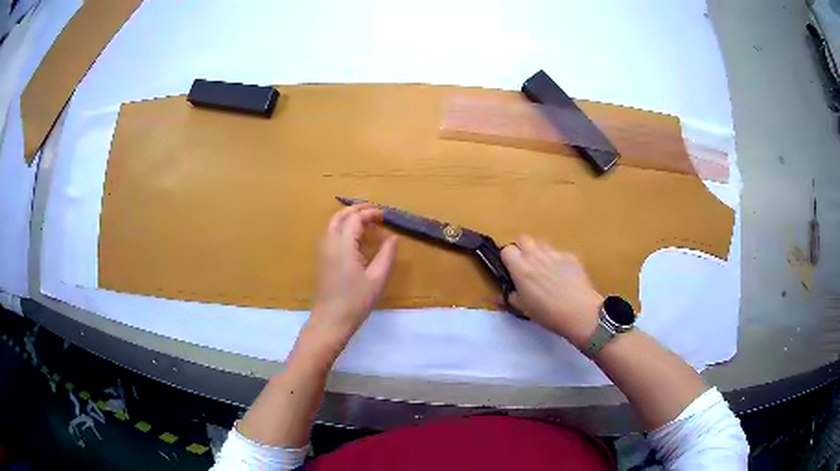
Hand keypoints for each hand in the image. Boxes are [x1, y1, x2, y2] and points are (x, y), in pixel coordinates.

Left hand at [308, 204, 397, 346]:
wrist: (330, 320)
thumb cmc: (356, 301)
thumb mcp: (377, 279)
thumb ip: (386, 255)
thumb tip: (392, 238)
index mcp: (342, 244)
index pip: (355, 218)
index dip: (370, 213)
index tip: (385, 216)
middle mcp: (329, 243)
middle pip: (340, 216)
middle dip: (356, 210)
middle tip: (374, 211)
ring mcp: (322, 251)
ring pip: (332, 224)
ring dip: (348, 217)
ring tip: (365, 221)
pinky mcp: (321, 260)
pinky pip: (330, 234)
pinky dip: (342, 227)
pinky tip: (354, 237)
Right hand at [501, 236, 603, 348]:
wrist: (579, 311)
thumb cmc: (547, 313)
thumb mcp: (523, 309)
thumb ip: (509, 299)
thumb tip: (496, 297)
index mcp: (521, 268)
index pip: (506, 249)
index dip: (507, 258)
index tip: (511, 270)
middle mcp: (536, 255)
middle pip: (523, 239)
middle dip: (522, 248)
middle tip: (525, 266)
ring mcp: (555, 253)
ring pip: (542, 243)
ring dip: (539, 252)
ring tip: (544, 268)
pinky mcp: (571, 256)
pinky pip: (559, 253)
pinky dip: (557, 260)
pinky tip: (563, 275)